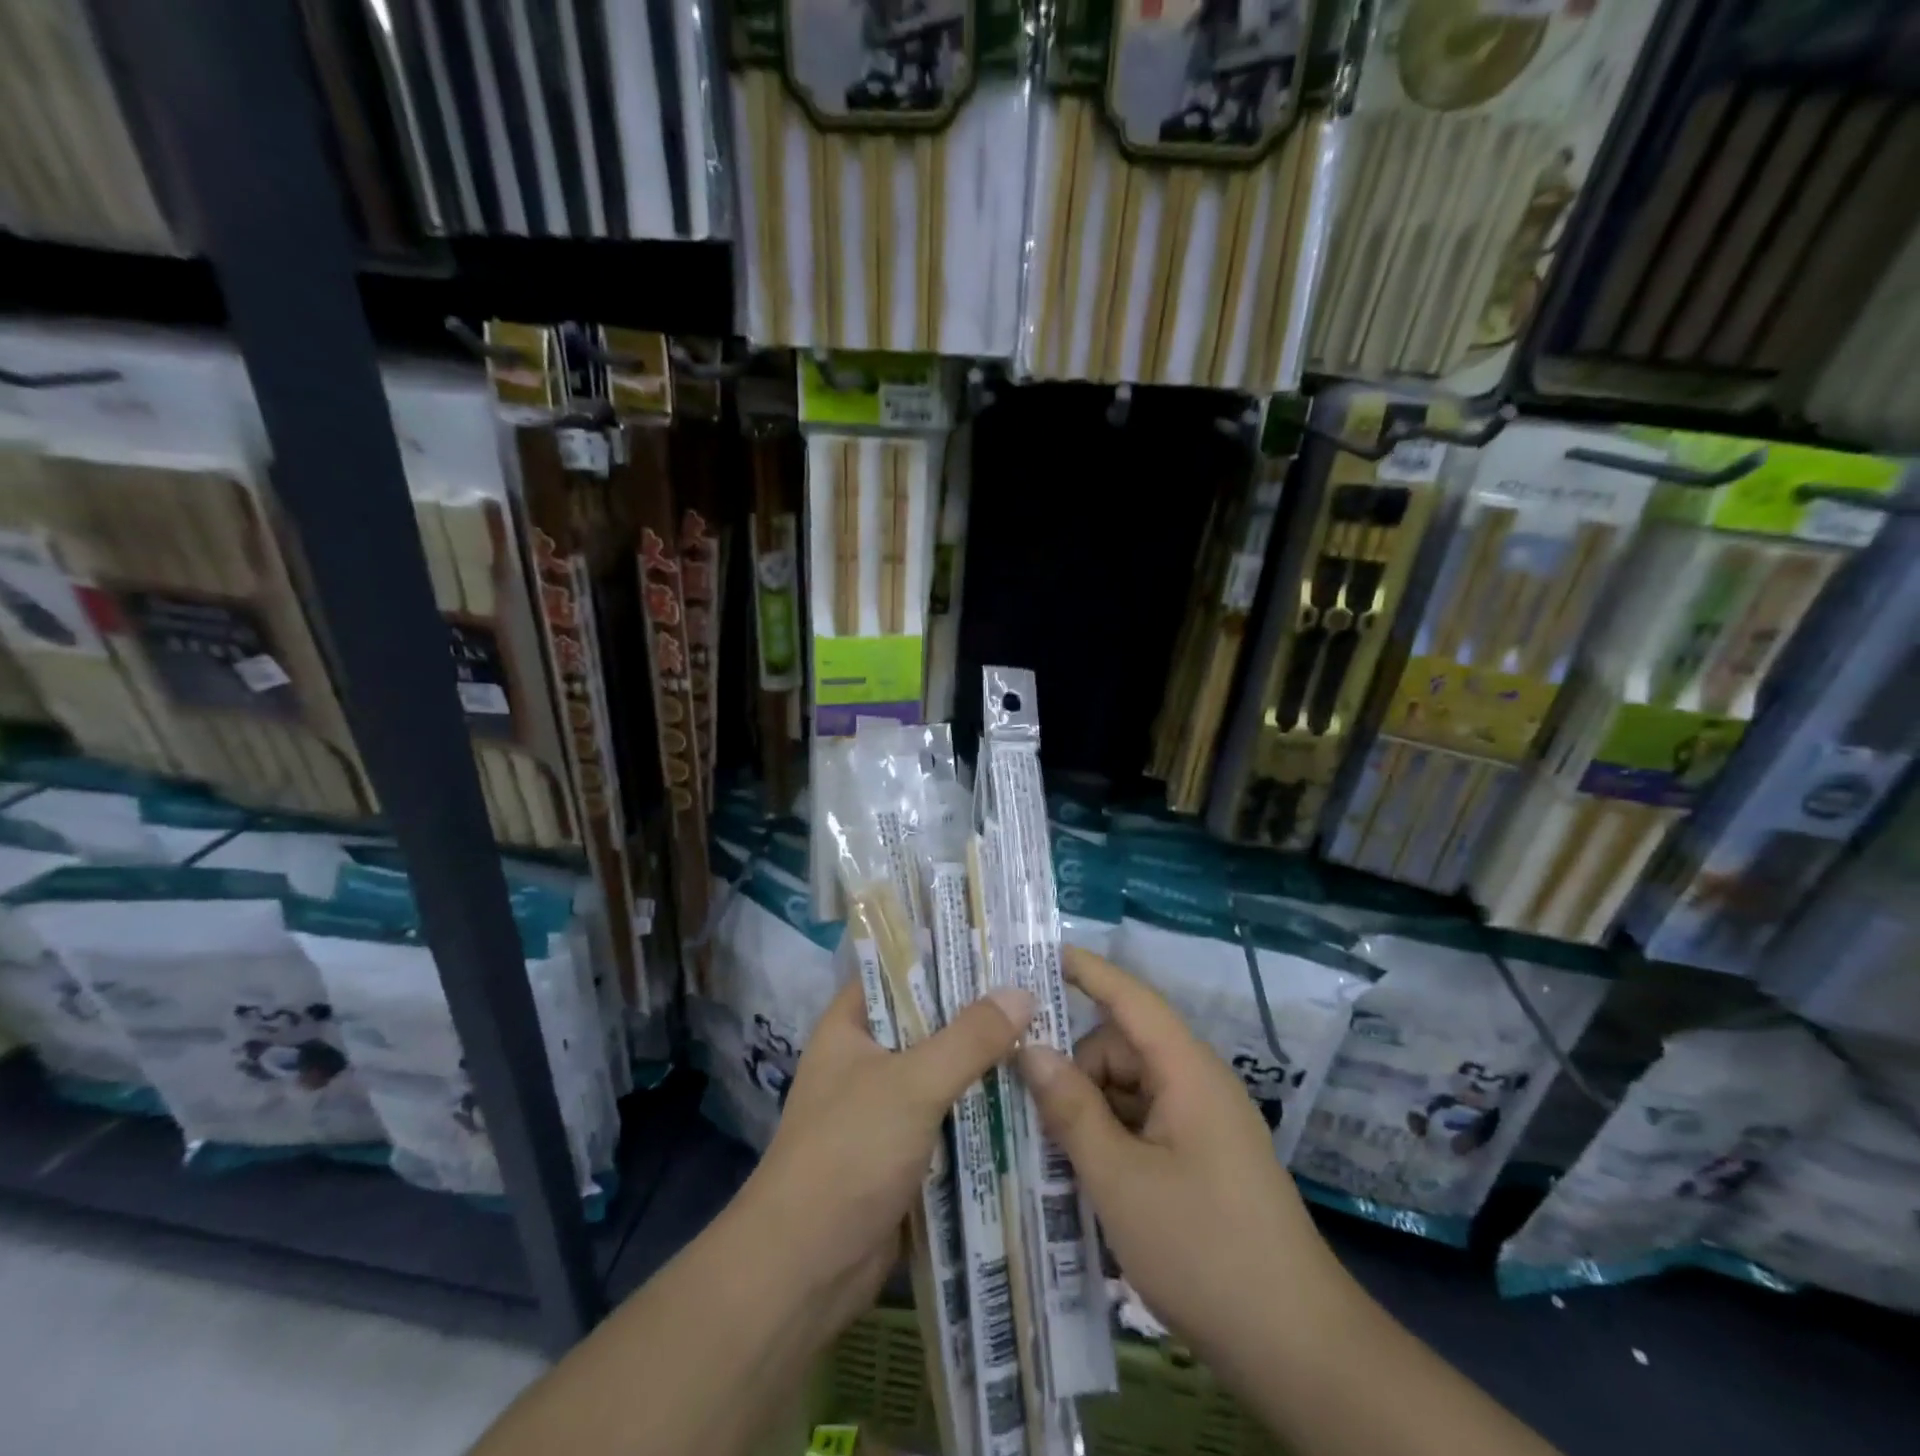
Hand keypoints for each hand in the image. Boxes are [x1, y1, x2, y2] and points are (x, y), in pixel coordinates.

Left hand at [739, 975, 1034, 1333]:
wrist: (805, 1268)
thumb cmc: (848, 1153)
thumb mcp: (912, 1084)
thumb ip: (969, 1038)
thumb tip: (1023, 993)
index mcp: (850, 1025)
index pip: (900, 969)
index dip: (946, 954)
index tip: (1000, 944)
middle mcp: (867, 1057)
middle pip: (929, 1021)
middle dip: (979, 1012)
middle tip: (1040, 989)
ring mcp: (885, 1106)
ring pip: (944, 1071)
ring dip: (986, 1063)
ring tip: (1049, 1036)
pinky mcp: (904, 1151)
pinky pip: (949, 1116)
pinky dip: (982, 1109)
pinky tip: (1032, 1098)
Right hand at [1018, 948, 1343, 1359]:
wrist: (1297, 1348)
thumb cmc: (1204, 1250)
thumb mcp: (1120, 1180)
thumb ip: (1072, 1108)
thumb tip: (1030, 1048)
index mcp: (1187, 1071)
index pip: (1131, 998)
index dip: (1087, 971)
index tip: (1039, 954)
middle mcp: (1196, 1084)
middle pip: (1120, 1050)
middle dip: (1074, 1071)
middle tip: (1026, 1109)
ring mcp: (1202, 1123)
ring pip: (1128, 1090)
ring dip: (1088, 1112)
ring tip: (1049, 1153)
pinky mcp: (1201, 1158)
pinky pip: (1143, 1124)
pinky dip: (1111, 1139)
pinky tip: (1083, 1178)